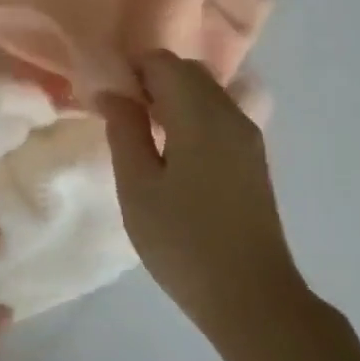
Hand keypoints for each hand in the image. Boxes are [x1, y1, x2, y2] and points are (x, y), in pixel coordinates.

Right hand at [100, 51, 304, 333]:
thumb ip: (124, 130)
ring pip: (204, 92)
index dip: (130, 70)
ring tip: (141, 136)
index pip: (163, 62)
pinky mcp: (253, 158)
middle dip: (150, 81)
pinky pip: (217, 115)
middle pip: (187, 72)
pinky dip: (189, 116)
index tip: (106, 99)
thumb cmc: (183, 241)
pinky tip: (171, 153)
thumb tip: (113, 92)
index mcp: (201, 115)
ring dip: (170, 99)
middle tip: (120, 117)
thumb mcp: (137, 186)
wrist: (252, 297)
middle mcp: (230, 114)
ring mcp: (248, 136)